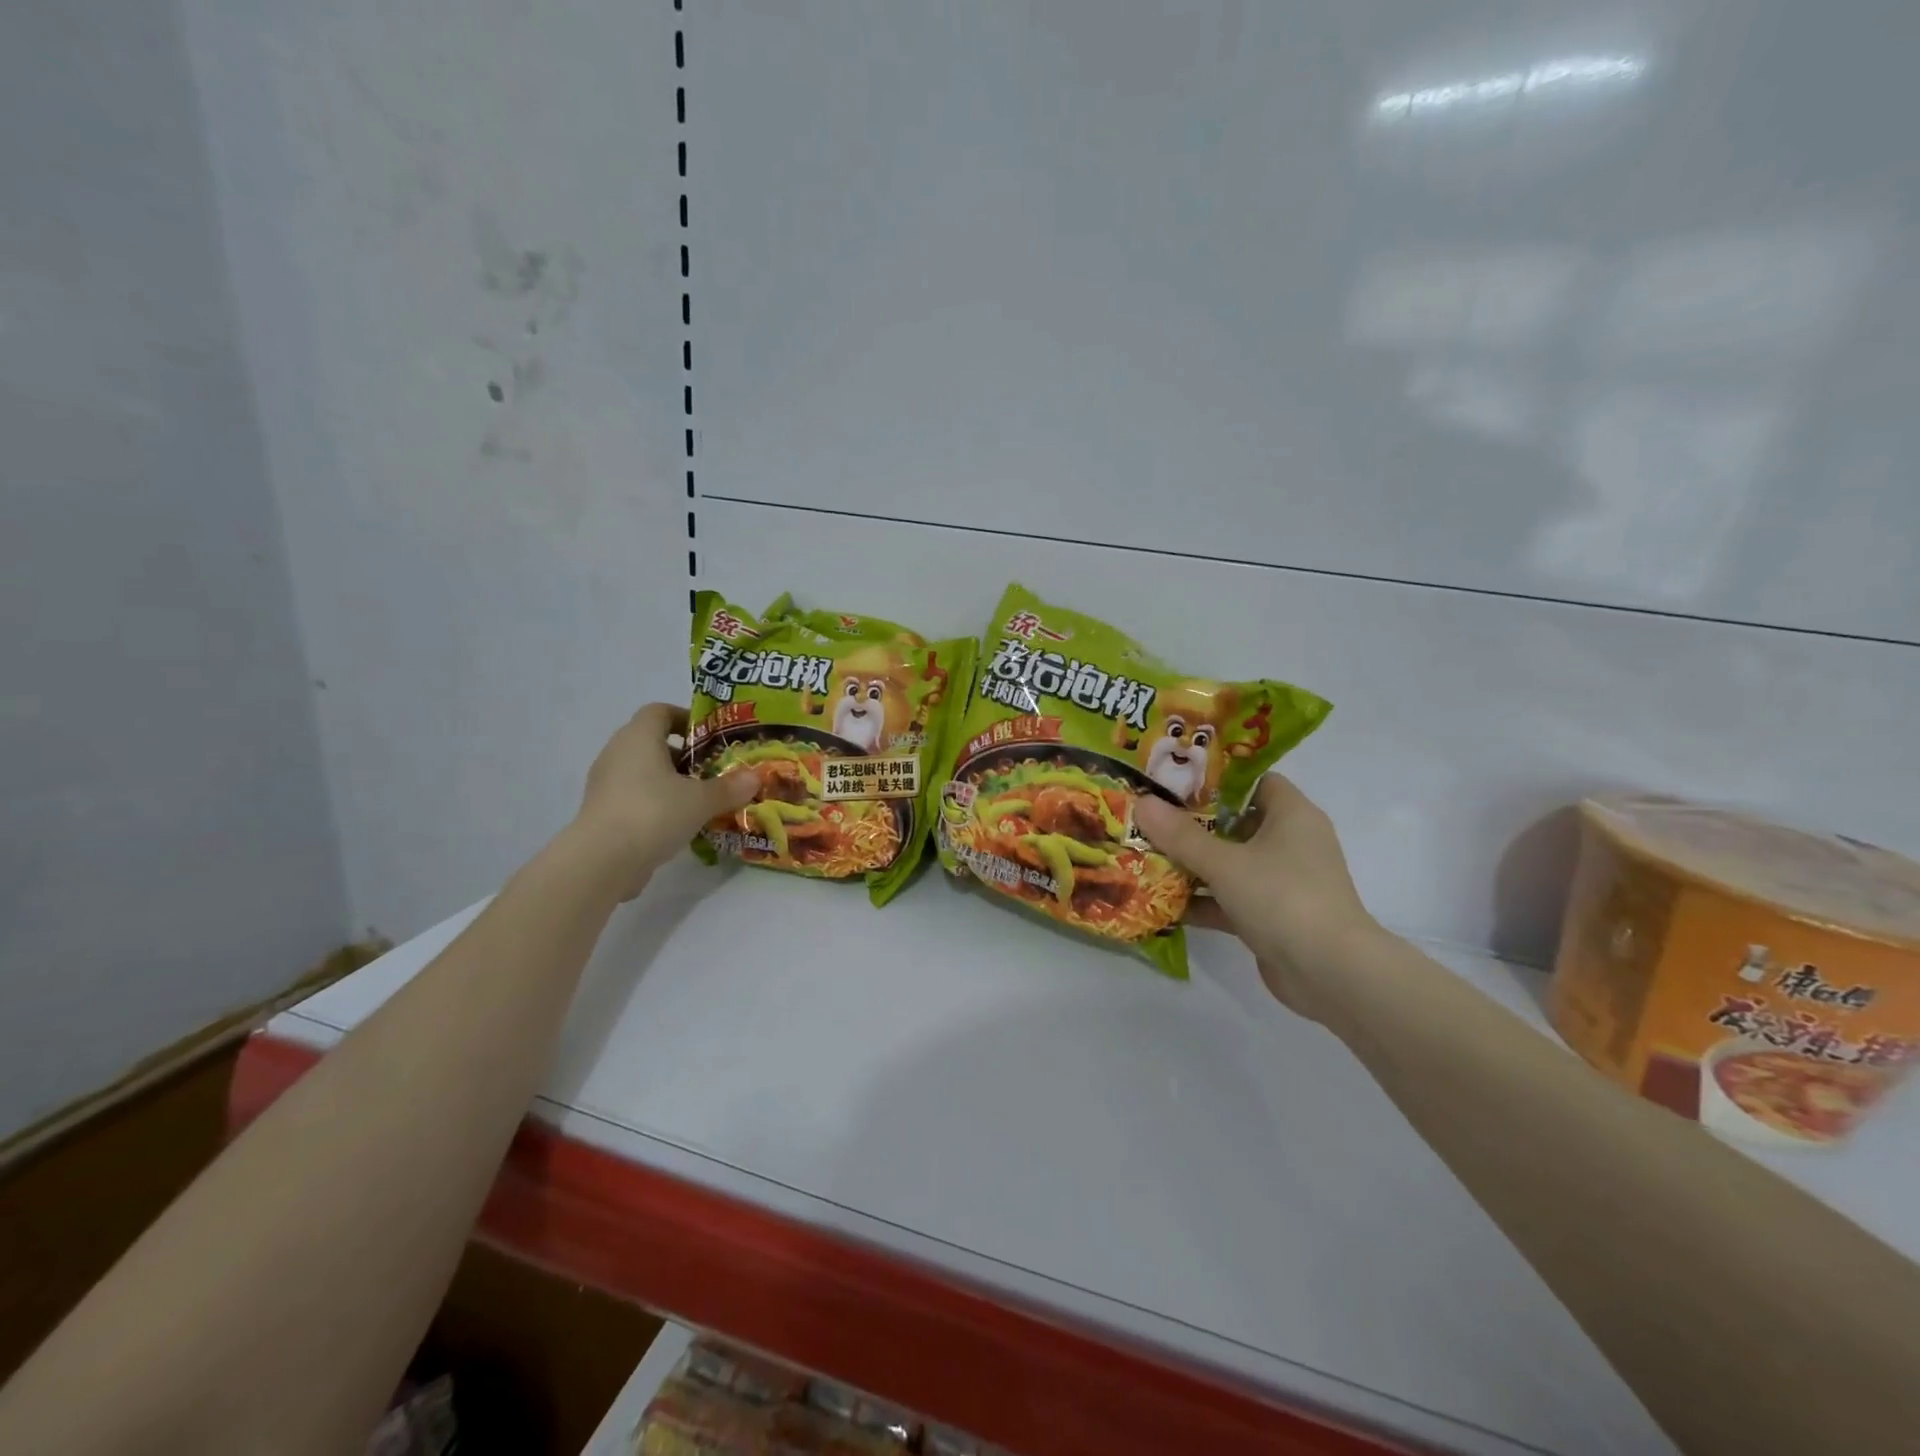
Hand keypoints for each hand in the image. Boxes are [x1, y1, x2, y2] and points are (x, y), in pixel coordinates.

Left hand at [572, 704, 760, 895]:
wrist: (602, 861)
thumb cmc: (654, 813)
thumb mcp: (701, 800)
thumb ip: (729, 788)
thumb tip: (755, 778)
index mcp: (639, 737)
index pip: (659, 711)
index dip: (684, 718)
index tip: (708, 737)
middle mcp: (617, 753)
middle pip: (651, 742)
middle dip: (683, 755)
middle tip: (711, 772)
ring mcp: (605, 783)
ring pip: (642, 772)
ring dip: (669, 781)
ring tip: (699, 800)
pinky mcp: (601, 811)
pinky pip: (633, 796)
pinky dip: (655, 803)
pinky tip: (677, 824)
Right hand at [1135, 776, 1383, 1017]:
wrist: (1331, 974)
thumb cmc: (1282, 898)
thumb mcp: (1224, 863)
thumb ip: (1181, 835)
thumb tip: (1142, 802)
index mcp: (1292, 815)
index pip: (1254, 781)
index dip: (1216, 779)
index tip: (1174, 781)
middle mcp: (1291, 843)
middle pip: (1236, 822)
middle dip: (1192, 824)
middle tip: (1151, 818)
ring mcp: (1283, 882)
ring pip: (1230, 863)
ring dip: (1193, 864)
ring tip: (1146, 856)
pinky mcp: (1273, 916)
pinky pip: (1231, 899)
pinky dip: (1202, 901)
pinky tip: (1162, 903)